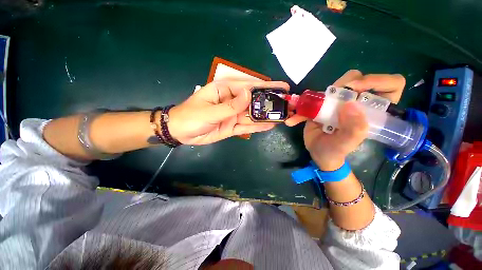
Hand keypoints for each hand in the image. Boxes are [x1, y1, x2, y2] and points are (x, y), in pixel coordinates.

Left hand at [167, 80, 289, 144]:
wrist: (181, 133)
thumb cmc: (191, 116)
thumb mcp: (210, 110)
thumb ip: (230, 105)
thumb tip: (249, 94)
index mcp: (225, 91)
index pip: (249, 87)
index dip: (267, 86)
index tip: (283, 87)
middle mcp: (232, 102)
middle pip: (254, 102)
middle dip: (270, 103)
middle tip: (288, 105)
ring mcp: (233, 116)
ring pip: (252, 116)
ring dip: (267, 116)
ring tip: (283, 116)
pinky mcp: (233, 127)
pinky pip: (247, 127)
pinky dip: (258, 127)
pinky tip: (270, 125)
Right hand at [303, 70, 405, 169]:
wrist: (319, 154)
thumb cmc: (336, 151)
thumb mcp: (346, 144)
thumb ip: (354, 129)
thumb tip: (350, 104)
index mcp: (373, 110)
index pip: (391, 85)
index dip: (377, 81)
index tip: (356, 89)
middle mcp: (357, 102)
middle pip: (358, 79)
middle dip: (345, 84)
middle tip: (332, 95)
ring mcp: (338, 103)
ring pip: (335, 86)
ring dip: (319, 95)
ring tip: (306, 110)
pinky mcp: (321, 106)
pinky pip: (312, 100)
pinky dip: (301, 110)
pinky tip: (293, 121)